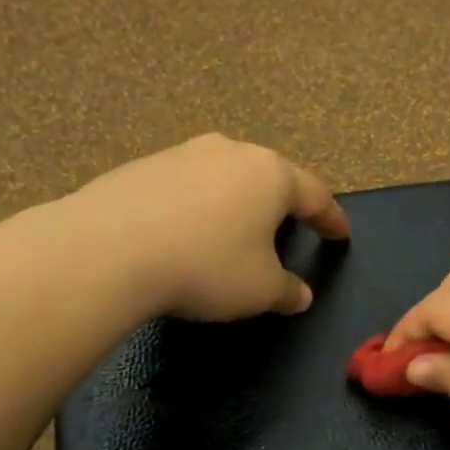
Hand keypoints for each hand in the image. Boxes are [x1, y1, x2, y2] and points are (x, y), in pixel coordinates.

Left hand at [74, 134, 349, 320]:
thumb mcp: (260, 290)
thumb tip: (301, 296)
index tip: (342, 235)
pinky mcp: (142, 166)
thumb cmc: (207, 266)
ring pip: (225, 177)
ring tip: (235, 232)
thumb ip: (287, 291)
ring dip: (236, 203)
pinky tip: (186, 234)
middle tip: (289, 229)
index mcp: (271, 175)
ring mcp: (183, 154)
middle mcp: (231, 153)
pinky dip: (197, 208)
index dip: (331, 219)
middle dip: (282, 205)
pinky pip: (186, 187)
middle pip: (269, 178)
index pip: (315, 195)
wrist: (108, 249)